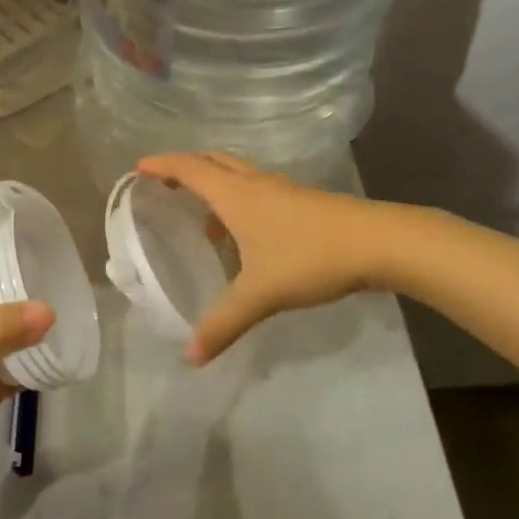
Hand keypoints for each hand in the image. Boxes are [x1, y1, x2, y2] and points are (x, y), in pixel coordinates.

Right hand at [139, 150, 384, 363]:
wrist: (379, 242)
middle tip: (164, 181)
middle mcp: (256, 184)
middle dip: (185, 166)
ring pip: (238, 175)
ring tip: (203, 218)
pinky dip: (239, 201)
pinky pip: (257, 190)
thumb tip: (191, 357)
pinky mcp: (304, 201)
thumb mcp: (260, 294)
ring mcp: (282, 190)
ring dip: (215, 185)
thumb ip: (223, 323)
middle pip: (213, 161)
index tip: (140, 166)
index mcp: (236, 195)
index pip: (190, 169)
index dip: (163, 164)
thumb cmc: (310, 257)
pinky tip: (246, 236)